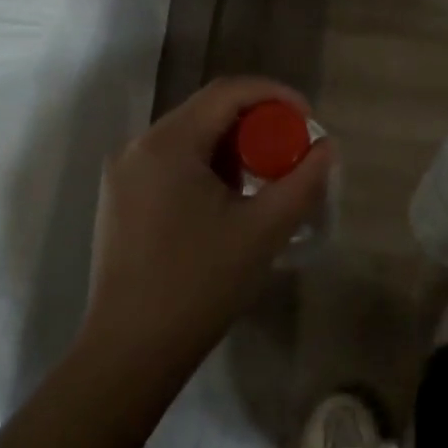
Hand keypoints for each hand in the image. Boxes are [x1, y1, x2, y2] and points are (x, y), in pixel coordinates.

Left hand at [79, 77, 333, 381]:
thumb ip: (302, 181)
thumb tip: (327, 148)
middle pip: (207, 111)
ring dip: (231, 147)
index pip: (228, 93)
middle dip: (255, 123)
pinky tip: (226, 200)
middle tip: (290, 151)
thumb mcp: (264, 230)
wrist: (130, 354)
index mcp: (168, 143)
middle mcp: (138, 146)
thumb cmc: (199, 286)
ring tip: (263, 179)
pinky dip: (206, 166)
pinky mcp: (120, 198)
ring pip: (189, 137)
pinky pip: (171, 161)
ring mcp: (123, 173)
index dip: (275, 95)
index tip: (308, 120)